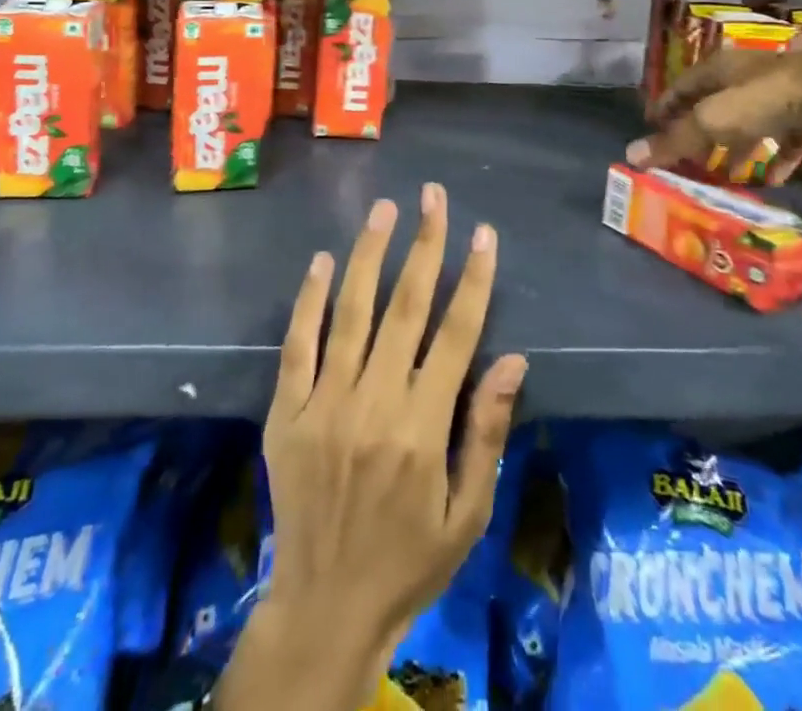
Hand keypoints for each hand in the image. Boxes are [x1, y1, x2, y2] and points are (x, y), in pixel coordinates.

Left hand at [255, 184, 525, 689]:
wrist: (324, 606)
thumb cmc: (409, 560)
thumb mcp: (467, 514)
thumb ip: (486, 432)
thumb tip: (514, 359)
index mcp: (423, 427)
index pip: (456, 334)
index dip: (473, 279)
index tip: (483, 234)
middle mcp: (374, 402)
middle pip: (406, 307)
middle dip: (424, 245)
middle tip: (433, 196)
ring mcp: (325, 403)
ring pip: (350, 312)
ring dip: (369, 255)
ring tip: (384, 209)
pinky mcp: (287, 412)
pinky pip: (297, 345)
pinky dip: (309, 299)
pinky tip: (321, 260)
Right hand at [628, 50, 801, 183]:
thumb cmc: (766, 100)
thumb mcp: (712, 122)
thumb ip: (675, 140)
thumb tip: (630, 155)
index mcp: (719, 68)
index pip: (682, 85)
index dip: (665, 106)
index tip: (652, 128)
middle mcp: (747, 74)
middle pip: (715, 103)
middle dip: (701, 131)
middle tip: (688, 157)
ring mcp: (782, 90)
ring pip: (751, 120)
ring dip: (738, 146)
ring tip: (728, 174)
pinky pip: (787, 134)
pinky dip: (777, 155)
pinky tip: (774, 179)